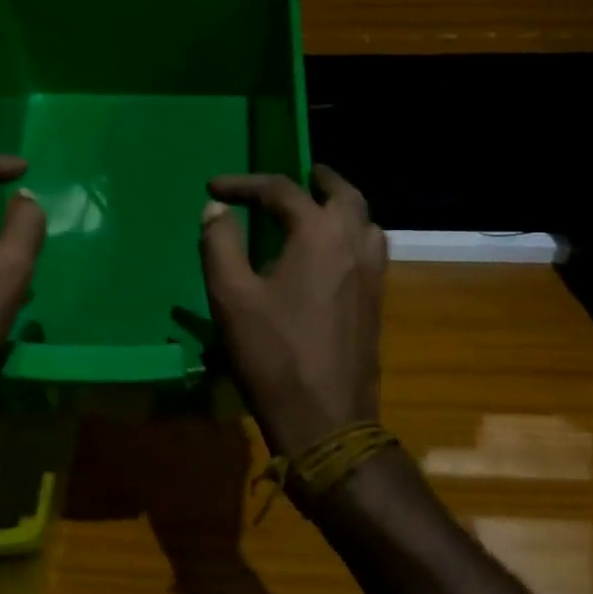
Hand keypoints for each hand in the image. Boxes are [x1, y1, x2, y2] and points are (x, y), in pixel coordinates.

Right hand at [199, 165, 385, 458]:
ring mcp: (374, 272)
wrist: (326, 418)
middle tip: (296, 175)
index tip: (215, 187)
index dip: (245, 184)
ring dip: (341, 205)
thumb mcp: (232, 297)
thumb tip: (216, 208)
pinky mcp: (377, 299)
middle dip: (315, 179)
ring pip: (365, 219)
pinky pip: (370, 248)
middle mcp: (354, 242)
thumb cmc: (273, 355)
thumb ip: (220, 244)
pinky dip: (352, 233)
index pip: (281, 190)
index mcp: (318, 234)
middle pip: (343, 193)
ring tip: (316, 209)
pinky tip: (332, 254)